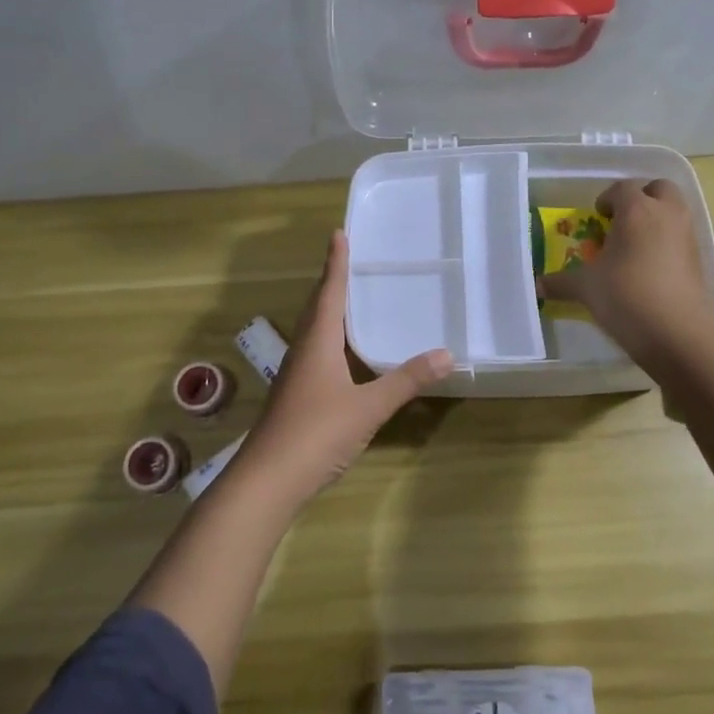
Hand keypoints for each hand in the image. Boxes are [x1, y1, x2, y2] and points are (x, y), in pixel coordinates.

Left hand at [236, 231, 451, 506]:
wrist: (268, 480)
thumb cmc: (316, 433)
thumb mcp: (368, 407)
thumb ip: (405, 381)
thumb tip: (446, 354)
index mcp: (317, 344)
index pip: (329, 293)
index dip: (336, 264)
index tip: (339, 233)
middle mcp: (303, 352)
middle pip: (318, 308)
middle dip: (332, 282)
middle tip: (348, 259)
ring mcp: (296, 376)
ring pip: (314, 332)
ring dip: (328, 310)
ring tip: (348, 298)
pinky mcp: (295, 397)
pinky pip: (315, 353)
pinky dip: (330, 339)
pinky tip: (343, 354)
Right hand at [538, 179, 713, 365]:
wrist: (677, 332)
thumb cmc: (626, 296)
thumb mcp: (587, 288)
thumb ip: (562, 282)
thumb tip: (538, 285)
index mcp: (637, 210)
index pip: (623, 188)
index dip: (607, 198)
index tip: (597, 216)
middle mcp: (666, 214)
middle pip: (659, 188)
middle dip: (641, 197)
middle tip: (622, 220)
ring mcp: (688, 235)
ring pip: (675, 211)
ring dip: (657, 218)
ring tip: (634, 245)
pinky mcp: (699, 259)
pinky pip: (682, 236)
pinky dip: (668, 241)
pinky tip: (650, 267)